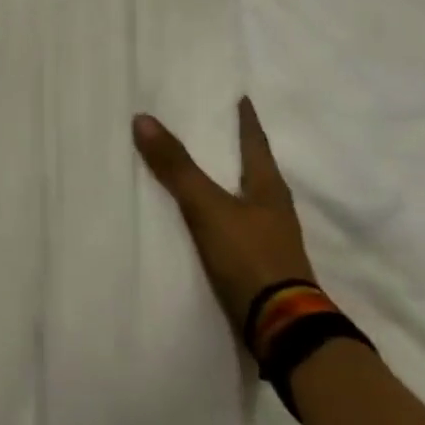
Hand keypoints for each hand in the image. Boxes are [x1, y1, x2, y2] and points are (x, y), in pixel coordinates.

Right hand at [133, 98, 316, 338]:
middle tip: (206, 123)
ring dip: (222, 179)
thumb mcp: (207, 207)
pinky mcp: (257, 263)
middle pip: (250, 166)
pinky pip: (232, 223)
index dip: (244, 118)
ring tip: (196, 165)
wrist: (282, 329)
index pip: (254, 140)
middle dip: (230, 146)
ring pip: (241, 195)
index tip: (238, 95)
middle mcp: (273, 207)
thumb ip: (176, 167)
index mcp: (270, 186)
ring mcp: (268, 237)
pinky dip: (216, 209)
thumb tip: (142, 118)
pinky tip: (198, 213)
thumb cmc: (249, 256)